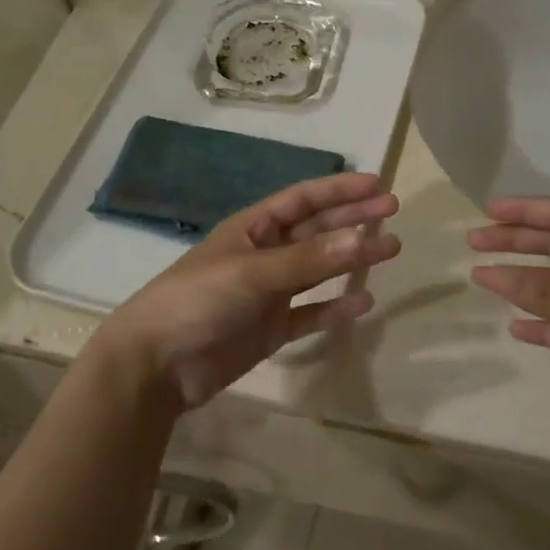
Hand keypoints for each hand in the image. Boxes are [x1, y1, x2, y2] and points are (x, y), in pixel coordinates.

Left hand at [96, 173, 400, 410]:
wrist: (157, 363)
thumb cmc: (199, 299)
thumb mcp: (253, 273)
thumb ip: (307, 260)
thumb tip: (361, 238)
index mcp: (253, 228)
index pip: (303, 200)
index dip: (339, 190)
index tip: (377, 185)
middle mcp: (264, 254)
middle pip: (316, 230)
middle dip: (352, 219)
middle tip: (392, 212)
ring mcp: (268, 293)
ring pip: (319, 270)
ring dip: (351, 259)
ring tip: (390, 249)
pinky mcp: (270, 329)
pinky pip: (310, 313)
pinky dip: (335, 308)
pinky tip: (363, 303)